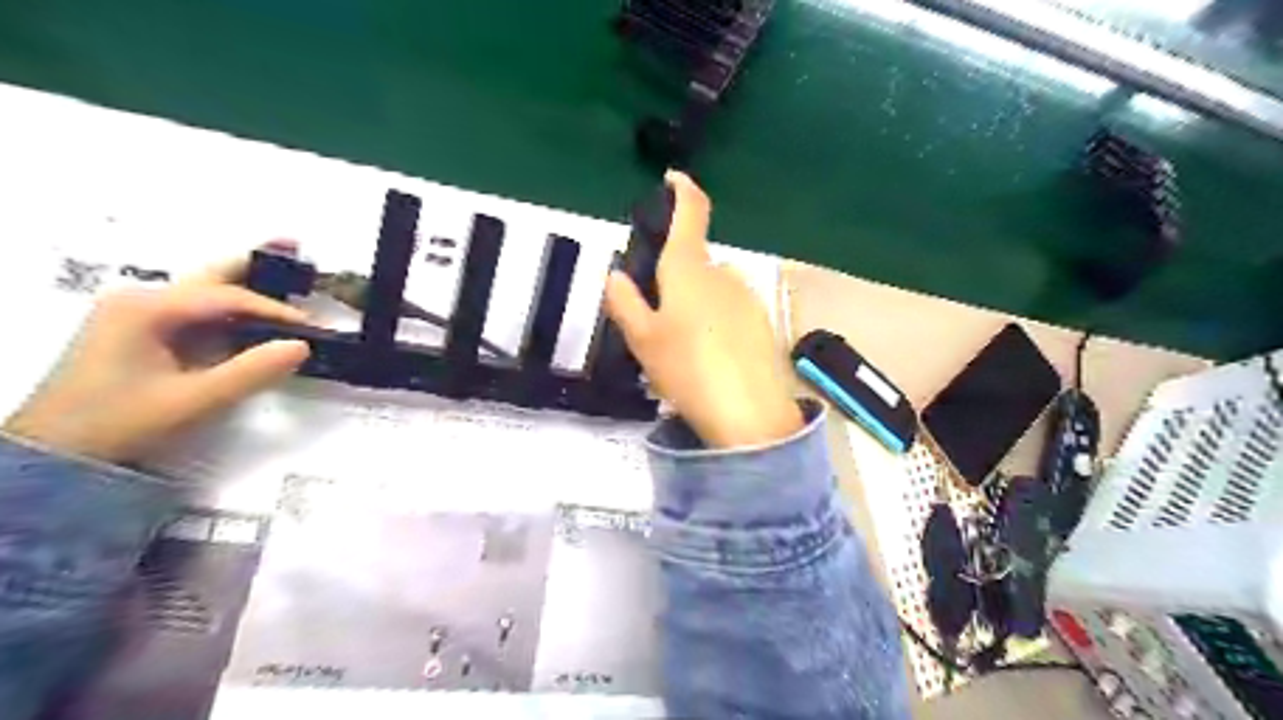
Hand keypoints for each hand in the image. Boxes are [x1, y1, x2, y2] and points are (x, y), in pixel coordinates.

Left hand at [0, 254, 310, 464]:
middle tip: (295, 244)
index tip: (311, 328)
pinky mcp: (139, 332)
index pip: (228, 298)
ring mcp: (136, 314)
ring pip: (204, 290)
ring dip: (244, 281)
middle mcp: (141, 299)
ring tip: (283, 266)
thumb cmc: (121, 422)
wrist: (54, 453)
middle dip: (255, 261)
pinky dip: (229, 309)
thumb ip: (251, 371)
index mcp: (148, 308)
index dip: (275, 310)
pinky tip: (253, 313)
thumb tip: (303, 345)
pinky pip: (195, 312)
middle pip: (212, 276)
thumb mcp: (192, 400)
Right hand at [605, 172, 799, 447]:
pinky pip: (730, 310)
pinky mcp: (763, 323)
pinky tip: (710, 358)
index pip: (691, 213)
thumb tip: (615, 275)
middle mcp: (724, 274)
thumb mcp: (643, 340)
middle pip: (696, 262)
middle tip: (657, 321)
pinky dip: (716, 322)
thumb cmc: (688, 370)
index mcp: (690, 269)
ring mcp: (748, 298)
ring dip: (696, 304)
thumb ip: (625, 303)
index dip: (682, 190)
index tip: (673, 179)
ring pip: (713, 289)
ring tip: (683, 349)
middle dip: (676, 279)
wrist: (749, 415)